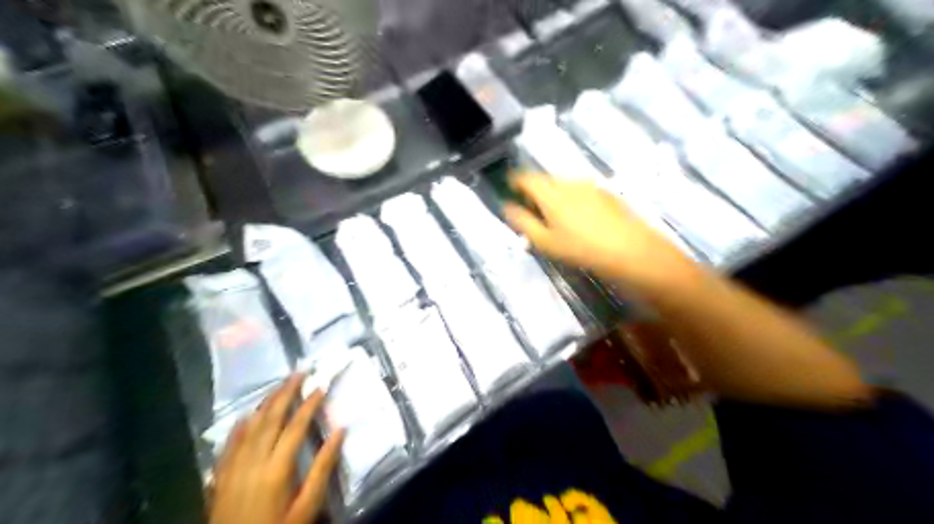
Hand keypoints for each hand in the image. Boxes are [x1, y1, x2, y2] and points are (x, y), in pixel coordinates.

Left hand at [207, 380, 346, 522]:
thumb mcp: (307, 506)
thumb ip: (323, 468)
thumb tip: (340, 431)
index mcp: (276, 468)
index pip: (295, 426)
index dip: (309, 404)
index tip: (320, 385)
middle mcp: (252, 462)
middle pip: (270, 419)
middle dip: (285, 393)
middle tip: (298, 372)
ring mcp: (233, 468)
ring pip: (249, 427)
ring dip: (265, 403)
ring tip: (279, 386)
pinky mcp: (220, 478)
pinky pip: (229, 444)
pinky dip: (239, 426)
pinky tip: (246, 416)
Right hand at [504, 174, 691, 292]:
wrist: (629, 249)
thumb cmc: (580, 248)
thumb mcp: (544, 241)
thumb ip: (522, 222)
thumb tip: (507, 207)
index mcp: (550, 192)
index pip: (525, 178)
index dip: (515, 181)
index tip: (511, 190)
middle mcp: (568, 182)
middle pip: (545, 179)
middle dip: (535, 190)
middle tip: (532, 208)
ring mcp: (589, 185)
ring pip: (563, 184)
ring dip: (554, 194)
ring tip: (555, 216)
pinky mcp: (605, 191)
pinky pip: (580, 189)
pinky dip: (571, 197)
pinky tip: (579, 217)